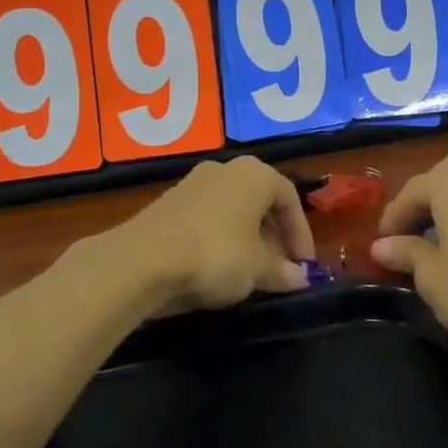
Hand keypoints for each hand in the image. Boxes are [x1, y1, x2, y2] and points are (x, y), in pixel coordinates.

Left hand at [115, 156, 314, 311]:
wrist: (143, 259)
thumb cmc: (216, 253)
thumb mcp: (257, 269)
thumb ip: (282, 272)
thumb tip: (300, 278)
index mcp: (255, 174)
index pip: (290, 199)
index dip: (301, 234)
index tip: (305, 266)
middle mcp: (226, 169)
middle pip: (260, 202)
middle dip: (275, 236)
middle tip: (281, 268)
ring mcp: (193, 184)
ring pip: (232, 210)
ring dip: (247, 239)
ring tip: (251, 272)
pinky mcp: (169, 203)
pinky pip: (207, 219)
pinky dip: (220, 239)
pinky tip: (218, 268)